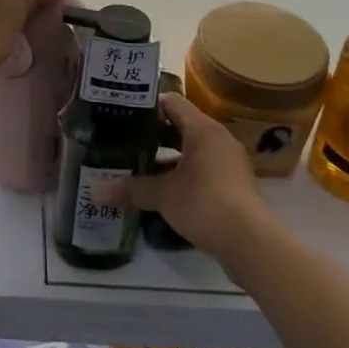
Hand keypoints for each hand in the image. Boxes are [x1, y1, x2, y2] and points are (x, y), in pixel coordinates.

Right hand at [122, 94, 271, 266]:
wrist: (253, 245)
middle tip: (123, 139)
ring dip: (167, 157)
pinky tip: (161, 190)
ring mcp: (229, 164)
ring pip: (191, 151)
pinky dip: (182, 175)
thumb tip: (95, 191)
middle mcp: (219, 140)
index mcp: (203, 129)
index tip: (122, 112)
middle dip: (153, 134)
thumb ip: (131, 189)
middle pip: (181, 126)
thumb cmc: (206, 204)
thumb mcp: (163, 196)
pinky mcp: (233, 187)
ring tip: (137, 164)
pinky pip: (202, 170)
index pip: (171, 102)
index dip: (146, 105)